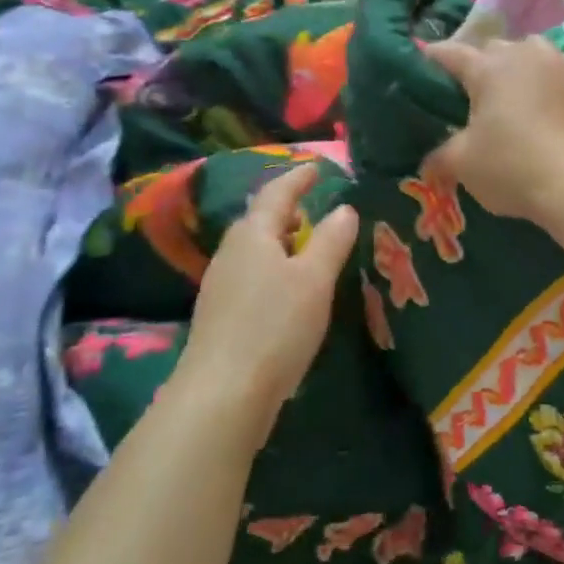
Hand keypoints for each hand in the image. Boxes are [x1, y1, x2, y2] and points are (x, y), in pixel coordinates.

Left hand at [176, 164, 358, 441]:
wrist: (221, 396)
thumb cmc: (274, 327)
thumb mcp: (314, 280)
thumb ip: (332, 240)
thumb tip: (345, 208)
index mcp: (253, 234)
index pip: (277, 193)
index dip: (298, 178)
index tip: (315, 168)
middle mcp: (231, 252)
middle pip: (260, 220)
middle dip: (287, 212)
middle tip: (313, 210)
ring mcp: (219, 285)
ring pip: (254, 250)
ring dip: (280, 243)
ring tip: (306, 251)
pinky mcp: (218, 316)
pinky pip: (250, 276)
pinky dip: (272, 270)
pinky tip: (287, 293)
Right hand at [425, 38, 563, 221]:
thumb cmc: (513, 168)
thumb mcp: (463, 165)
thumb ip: (440, 154)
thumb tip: (429, 160)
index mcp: (486, 68)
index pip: (451, 53)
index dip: (435, 58)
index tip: (426, 63)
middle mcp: (523, 52)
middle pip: (495, 50)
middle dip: (484, 67)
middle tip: (480, 96)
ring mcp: (562, 60)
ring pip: (535, 51)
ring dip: (525, 66)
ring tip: (524, 92)